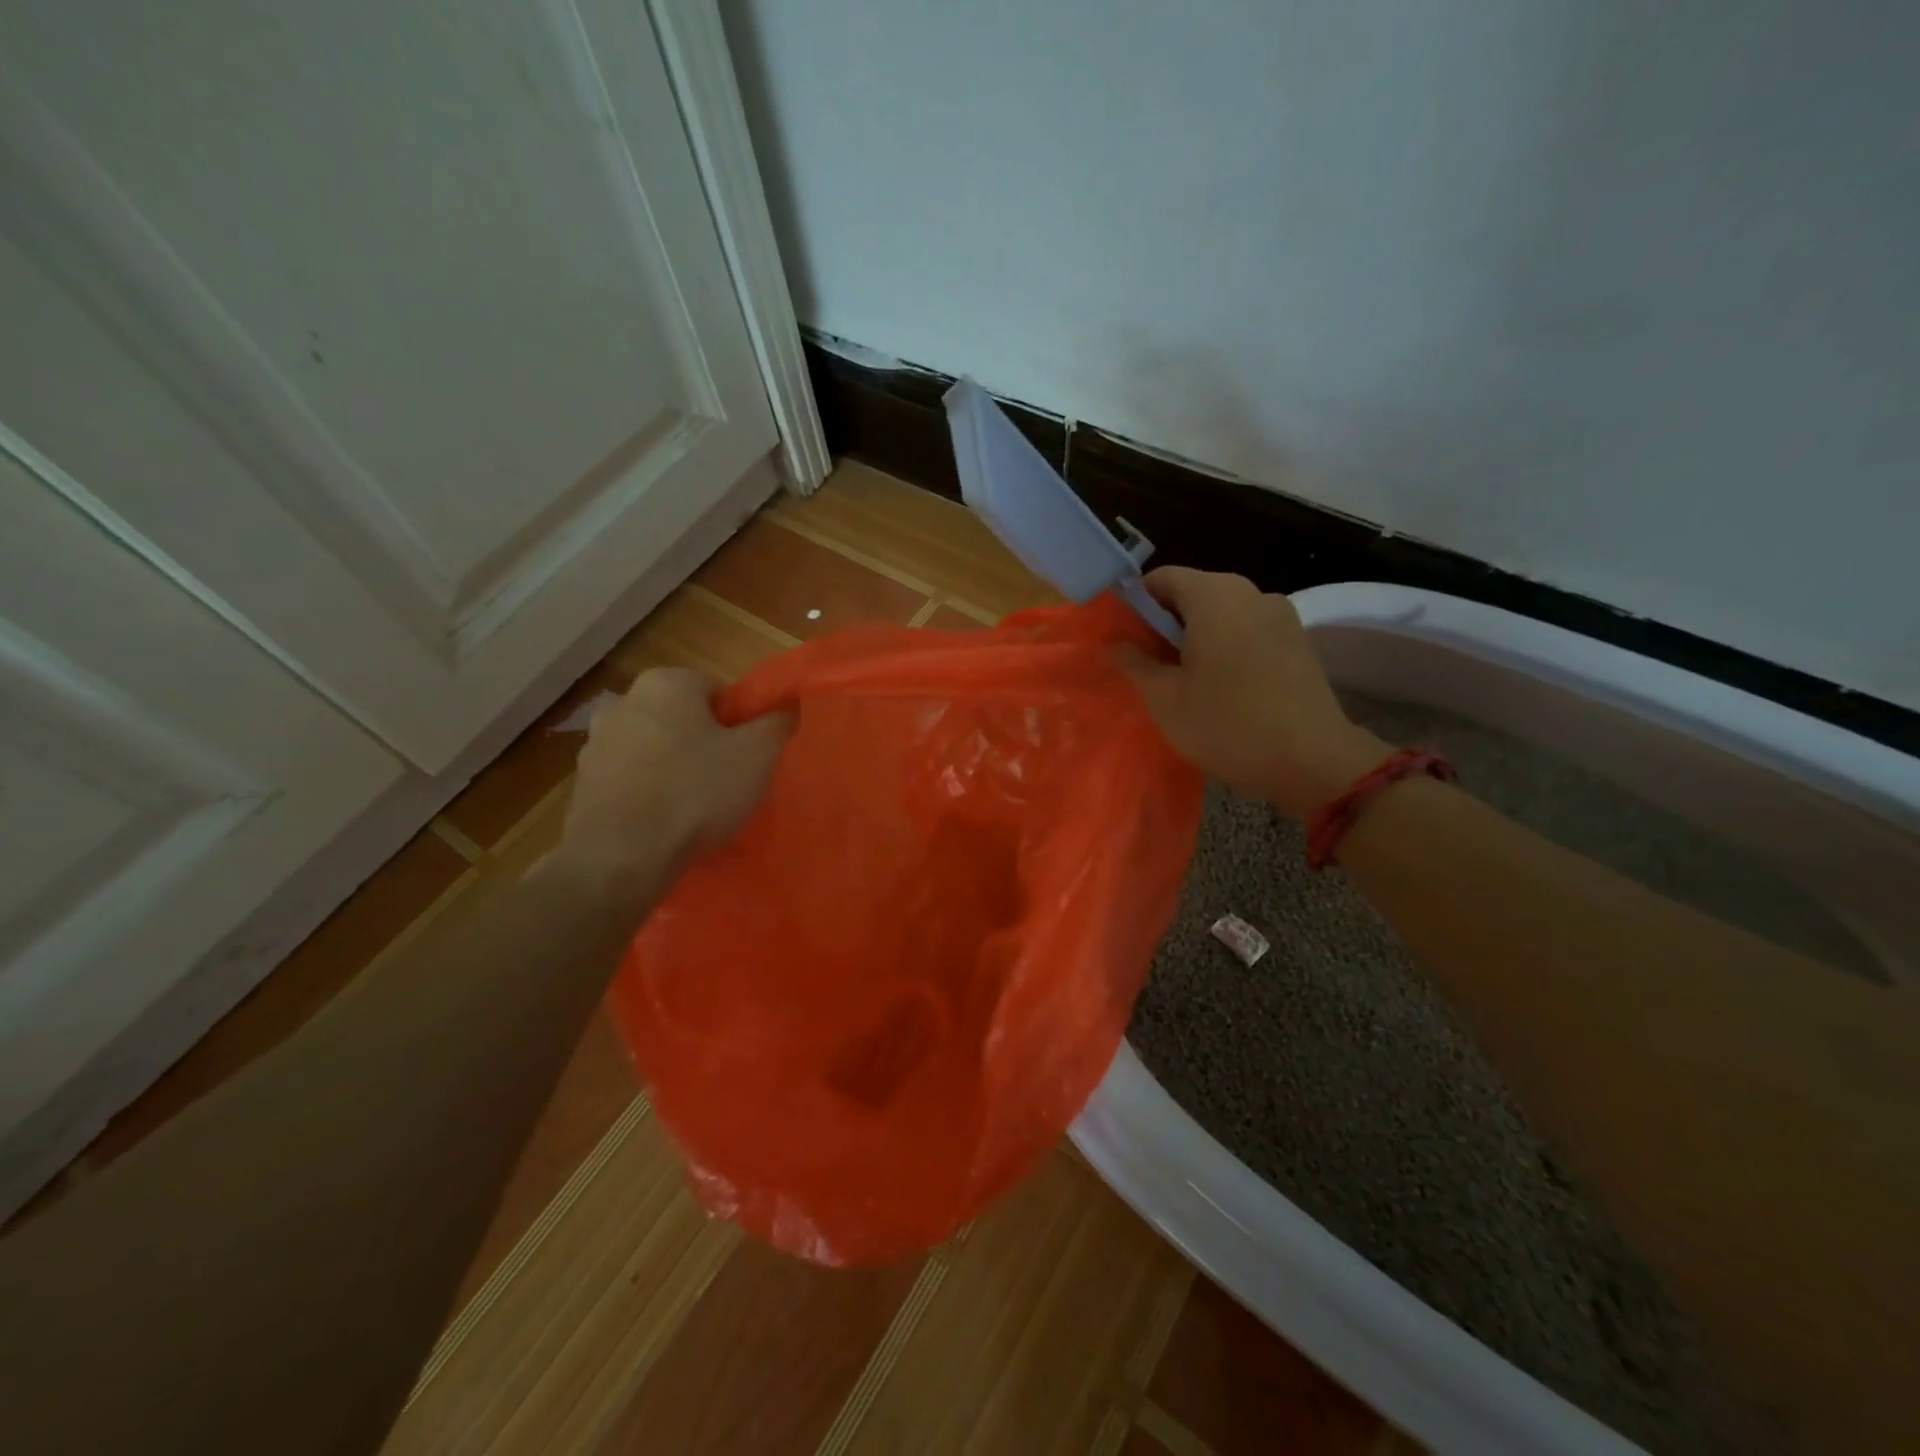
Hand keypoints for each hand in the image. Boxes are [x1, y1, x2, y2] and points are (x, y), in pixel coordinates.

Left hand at [550, 668, 790, 894]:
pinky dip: (647, 794)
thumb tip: (789, 705)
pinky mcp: (582, 784)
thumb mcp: (757, 756)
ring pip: (653, 749)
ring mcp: (595, 744)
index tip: (747, 756)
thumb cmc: (695, 794)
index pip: (716, 691)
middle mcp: (624, 702)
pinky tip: (664, 824)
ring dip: (673, 768)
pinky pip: (630, 781)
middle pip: (682, 719)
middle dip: (703, 744)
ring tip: (695, 808)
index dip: (738, 724)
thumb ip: (777, 723)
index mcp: (666, 683)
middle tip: (726, 781)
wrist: (620, 859)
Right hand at [1116, 567, 1387, 816]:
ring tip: (1185, 678)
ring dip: (1197, 634)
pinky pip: (1248, 628)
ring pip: (1223, 611)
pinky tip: (1222, 684)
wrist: (1312, 761)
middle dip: (1166, 621)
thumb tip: (1115, 641)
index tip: (1124, 636)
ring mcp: (1280, 614)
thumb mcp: (1166, 699)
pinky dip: (1227, 644)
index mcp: (1214, 597)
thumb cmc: (1227, 726)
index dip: (1136, 603)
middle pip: (1194, 591)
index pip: (1162, 578)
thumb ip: (1136, 662)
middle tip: (1148, 663)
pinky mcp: (1298, 639)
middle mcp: (1250, 592)